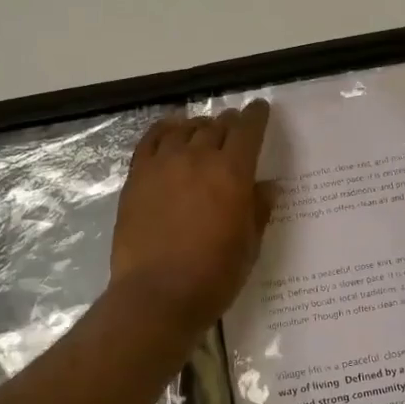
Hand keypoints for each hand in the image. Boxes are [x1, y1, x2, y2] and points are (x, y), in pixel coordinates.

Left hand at [110, 101, 273, 334]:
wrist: (157, 294)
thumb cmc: (213, 275)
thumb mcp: (249, 245)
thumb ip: (258, 210)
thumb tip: (267, 186)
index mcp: (232, 173)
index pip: (248, 131)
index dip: (256, 116)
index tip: (260, 109)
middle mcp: (198, 159)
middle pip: (217, 127)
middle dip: (229, 123)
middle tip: (234, 127)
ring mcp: (163, 165)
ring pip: (185, 129)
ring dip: (199, 126)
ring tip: (204, 131)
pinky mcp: (137, 177)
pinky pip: (151, 140)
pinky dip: (165, 130)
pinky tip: (171, 132)